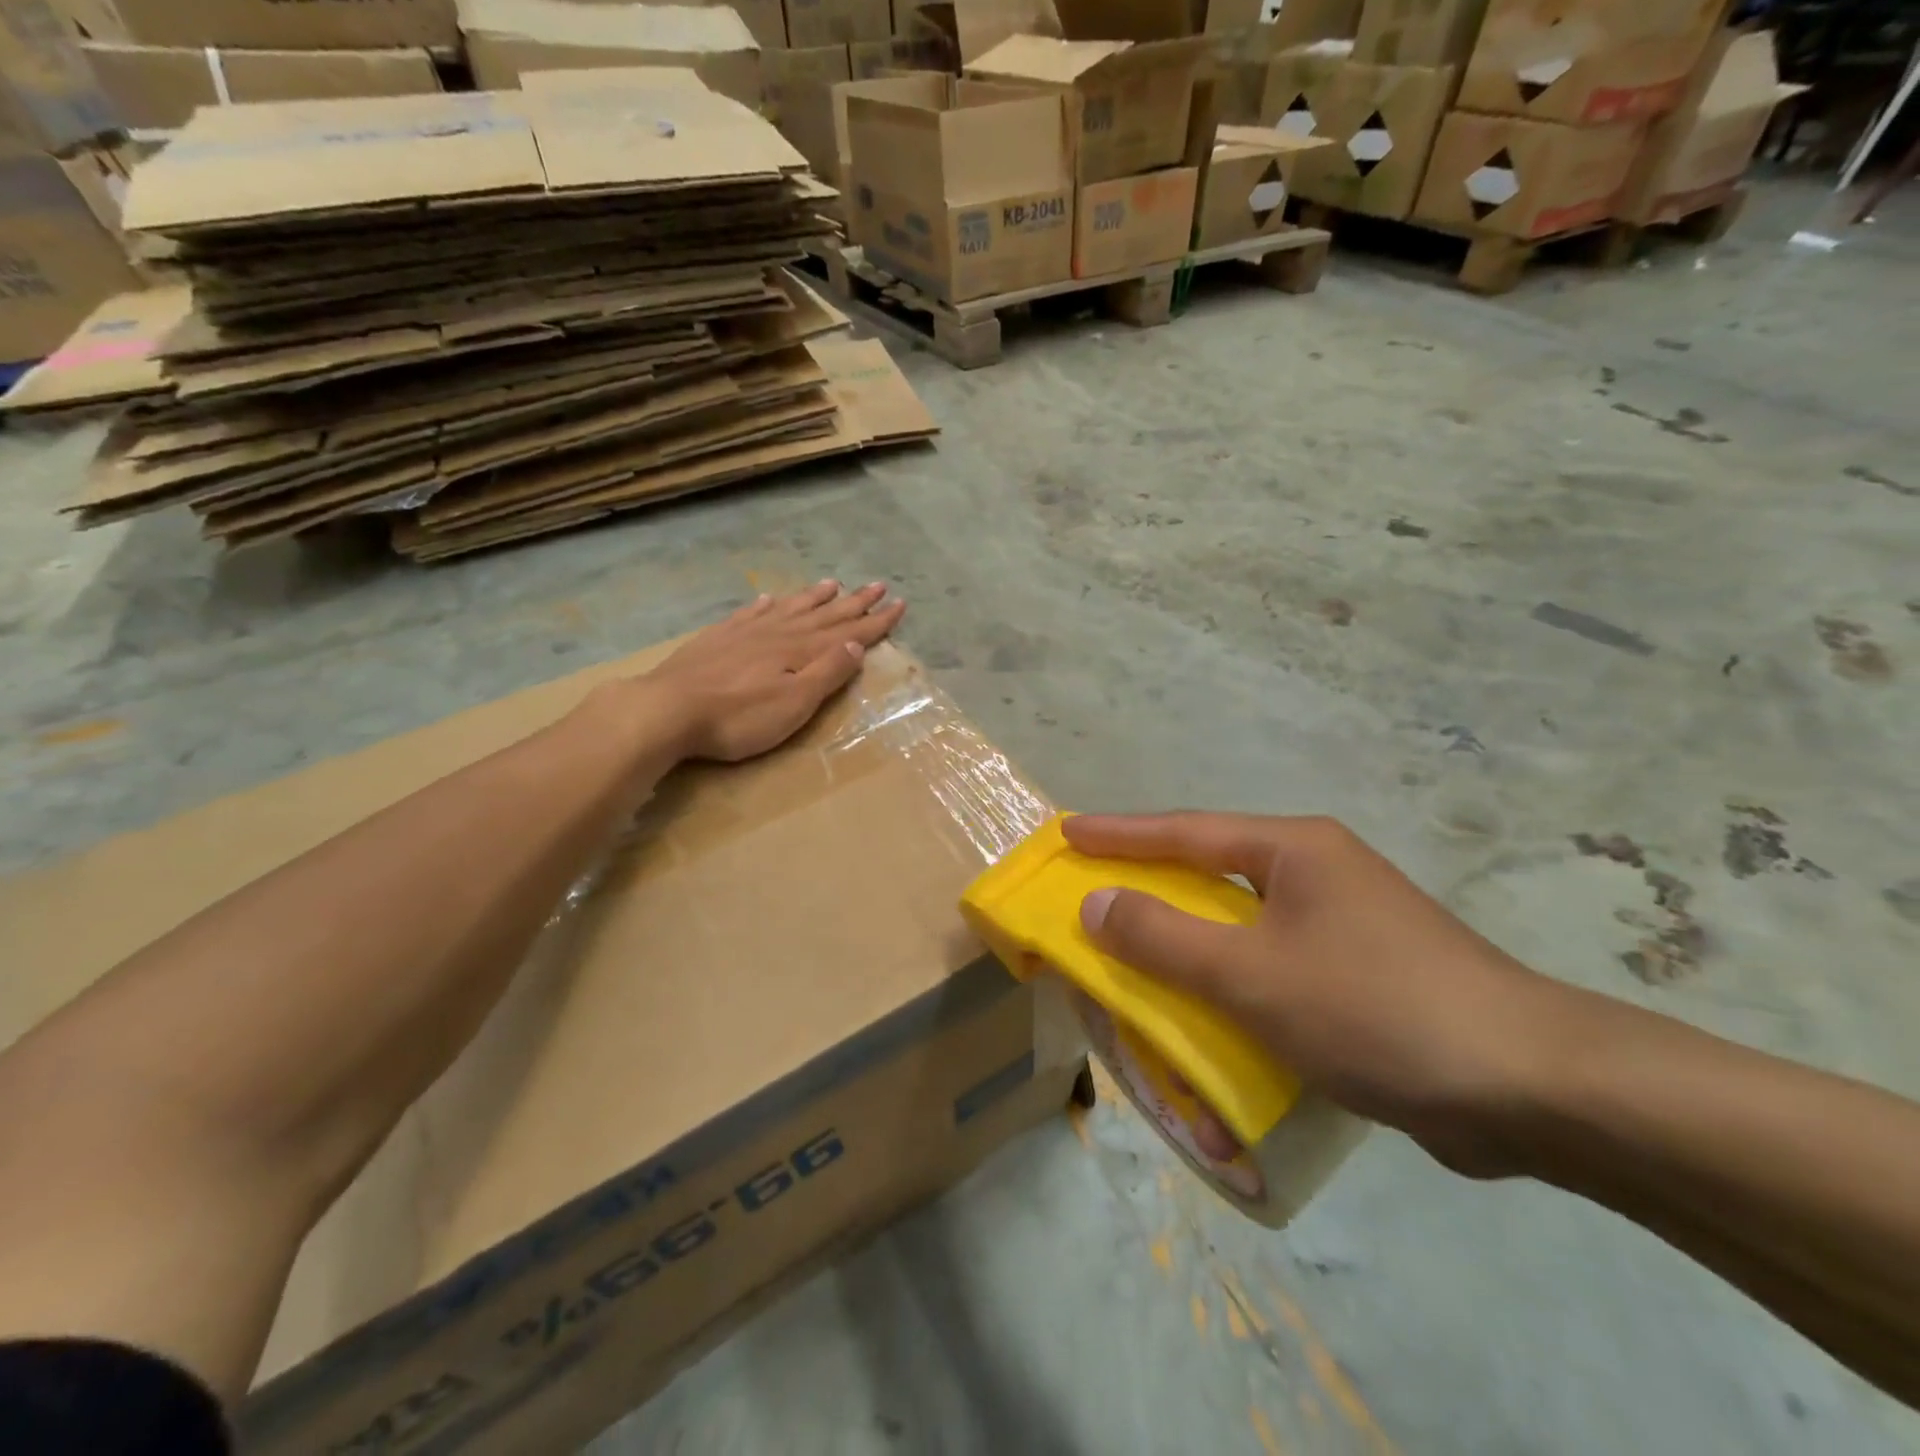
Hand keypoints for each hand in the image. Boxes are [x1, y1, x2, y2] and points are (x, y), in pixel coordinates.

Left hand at [643, 580, 905, 762]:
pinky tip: (770, 599)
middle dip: (853, 603)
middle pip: (823, 614)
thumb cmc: (739, 717)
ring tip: (832, 584)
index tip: (899, 603)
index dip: (875, 620)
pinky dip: (766, 605)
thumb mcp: (794, 703)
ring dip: (813, 598)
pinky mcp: (717, 639)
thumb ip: (826, 672)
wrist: (667, 709)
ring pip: (789, 608)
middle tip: (877, 585)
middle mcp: (778, 633)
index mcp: (800, 651)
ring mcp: (745, 633)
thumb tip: (857, 644)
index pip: (847, 632)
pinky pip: (750, 614)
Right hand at [1063, 813, 1580, 1177]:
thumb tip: (1095, 903)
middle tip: (1095, 889)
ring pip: (1242, 920)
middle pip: (1212, 870)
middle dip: (1151, 882)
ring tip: (1139, 948)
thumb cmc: (1374, 1008)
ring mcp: (1345, 921)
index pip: (1185, 832)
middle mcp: (1318, 871)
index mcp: (1294, 849)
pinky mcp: (1363, 971)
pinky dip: (1231, 978)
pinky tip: (1211, 1005)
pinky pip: (1272, 961)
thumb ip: (1164, 938)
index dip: (1120, 834)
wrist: (1531, 1088)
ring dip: (1190, 937)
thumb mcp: (1251, 973)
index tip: (1068, 831)